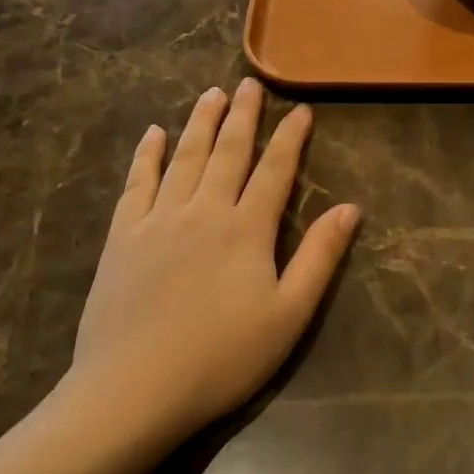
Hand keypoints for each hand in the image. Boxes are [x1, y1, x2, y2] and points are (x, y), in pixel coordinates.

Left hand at [67, 80, 359, 449]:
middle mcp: (204, 210)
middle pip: (228, 151)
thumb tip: (350, 207)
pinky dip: (147, 155)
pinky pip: (137, 183)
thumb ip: (320, 257)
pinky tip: (153, 134)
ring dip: (200, 122)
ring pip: (185, 157)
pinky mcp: (123, 236)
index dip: (290, 136)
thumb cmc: (221, 358)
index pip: (276, 169)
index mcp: (247, 229)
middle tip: (249, 82)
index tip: (301, 108)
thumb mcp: (288, 315)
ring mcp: (159, 219)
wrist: (133, 391)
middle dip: (242, 115)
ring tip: (210, 93)